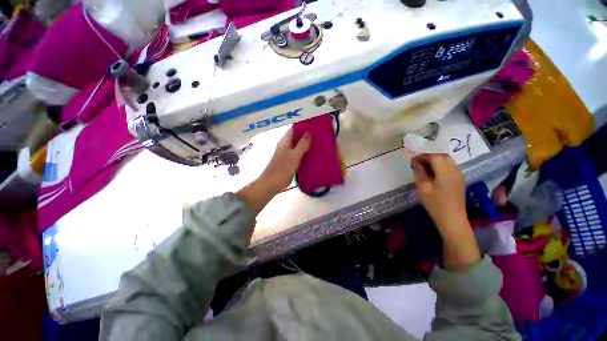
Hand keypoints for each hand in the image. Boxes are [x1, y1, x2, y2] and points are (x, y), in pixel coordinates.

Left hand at [237, 128, 310, 215]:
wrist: (272, 183)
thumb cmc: (283, 168)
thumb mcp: (294, 156)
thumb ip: (302, 144)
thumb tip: (309, 132)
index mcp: (285, 141)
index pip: (293, 128)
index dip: (302, 125)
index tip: (314, 124)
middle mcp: (284, 145)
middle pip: (295, 136)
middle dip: (306, 134)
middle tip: (319, 134)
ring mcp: (285, 154)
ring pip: (296, 145)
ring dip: (305, 143)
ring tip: (317, 142)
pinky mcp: (287, 161)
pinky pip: (296, 153)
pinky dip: (303, 152)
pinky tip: (311, 154)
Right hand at [411, 154, 466, 231]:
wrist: (452, 219)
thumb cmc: (435, 204)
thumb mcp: (423, 188)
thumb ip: (419, 172)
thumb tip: (415, 162)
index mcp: (445, 172)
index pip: (434, 156)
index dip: (422, 156)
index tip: (412, 160)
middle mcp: (454, 170)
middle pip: (442, 156)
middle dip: (429, 157)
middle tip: (417, 163)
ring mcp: (459, 175)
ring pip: (447, 161)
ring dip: (435, 161)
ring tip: (424, 168)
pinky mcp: (460, 180)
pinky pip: (450, 167)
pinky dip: (441, 166)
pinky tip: (433, 174)